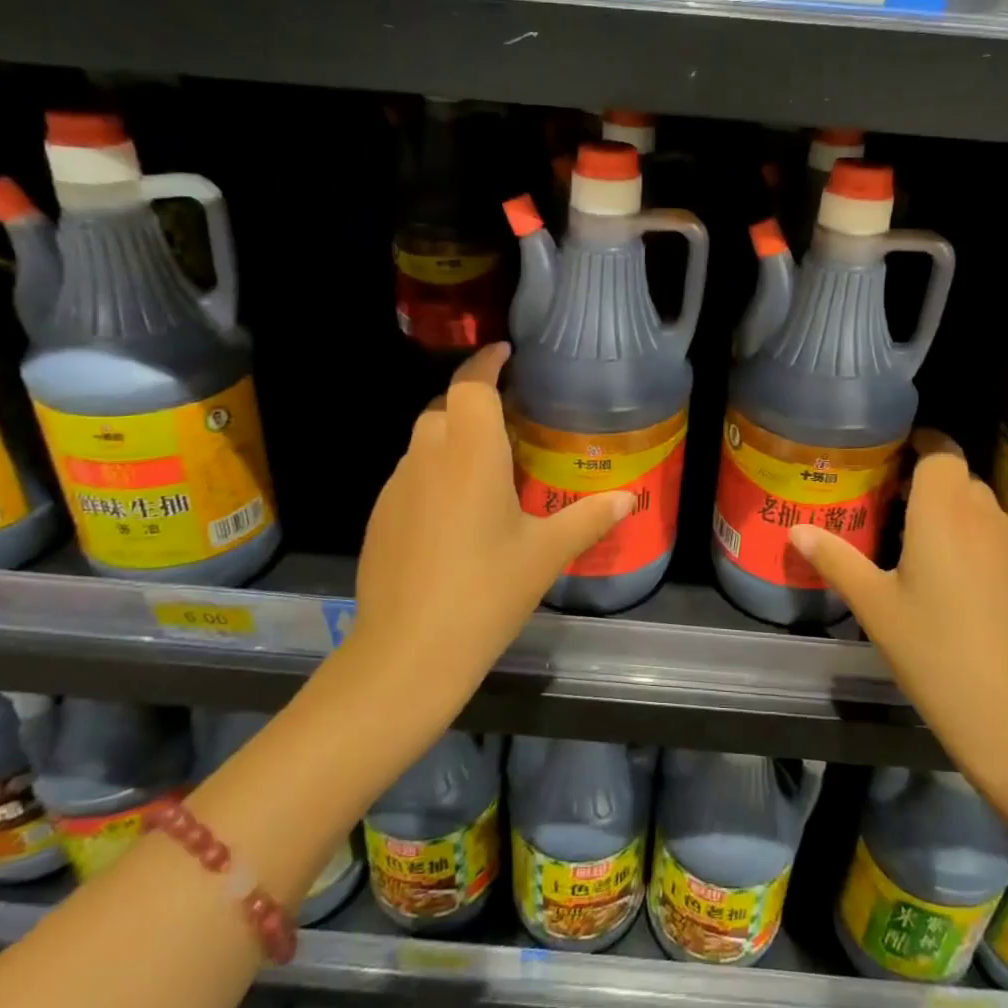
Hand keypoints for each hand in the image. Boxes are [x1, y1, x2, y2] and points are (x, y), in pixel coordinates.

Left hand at [346, 344, 634, 723]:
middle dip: (474, 403)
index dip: (487, 363)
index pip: (472, 385)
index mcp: (470, 453)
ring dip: (452, 440)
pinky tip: (456, 515)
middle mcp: (427, 457)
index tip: (507, 354)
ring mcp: (396, 487)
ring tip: (488, 470)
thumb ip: (587, 518)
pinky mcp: (380, 516)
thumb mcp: (545, 555)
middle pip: (445, 407)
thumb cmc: (485, 592)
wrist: (407, 653)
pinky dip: (434, 475)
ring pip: (424, 441)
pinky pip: (411, 476)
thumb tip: (628, 498)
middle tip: (510, 425)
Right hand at [788, 433, 1007, 776]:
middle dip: (931, 482)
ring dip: (956, 513)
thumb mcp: (873, 605)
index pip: (941, 452)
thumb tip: (795, 530)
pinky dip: (979, 543)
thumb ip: (835, 560)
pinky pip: (1001, 541)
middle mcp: (985, 519)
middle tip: (895, 505)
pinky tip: (961, 585)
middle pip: (961, 479)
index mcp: (942, 514)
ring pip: (984, 509)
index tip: (897, 455)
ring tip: (924, 544)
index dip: (923, 445)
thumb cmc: (932, 650)